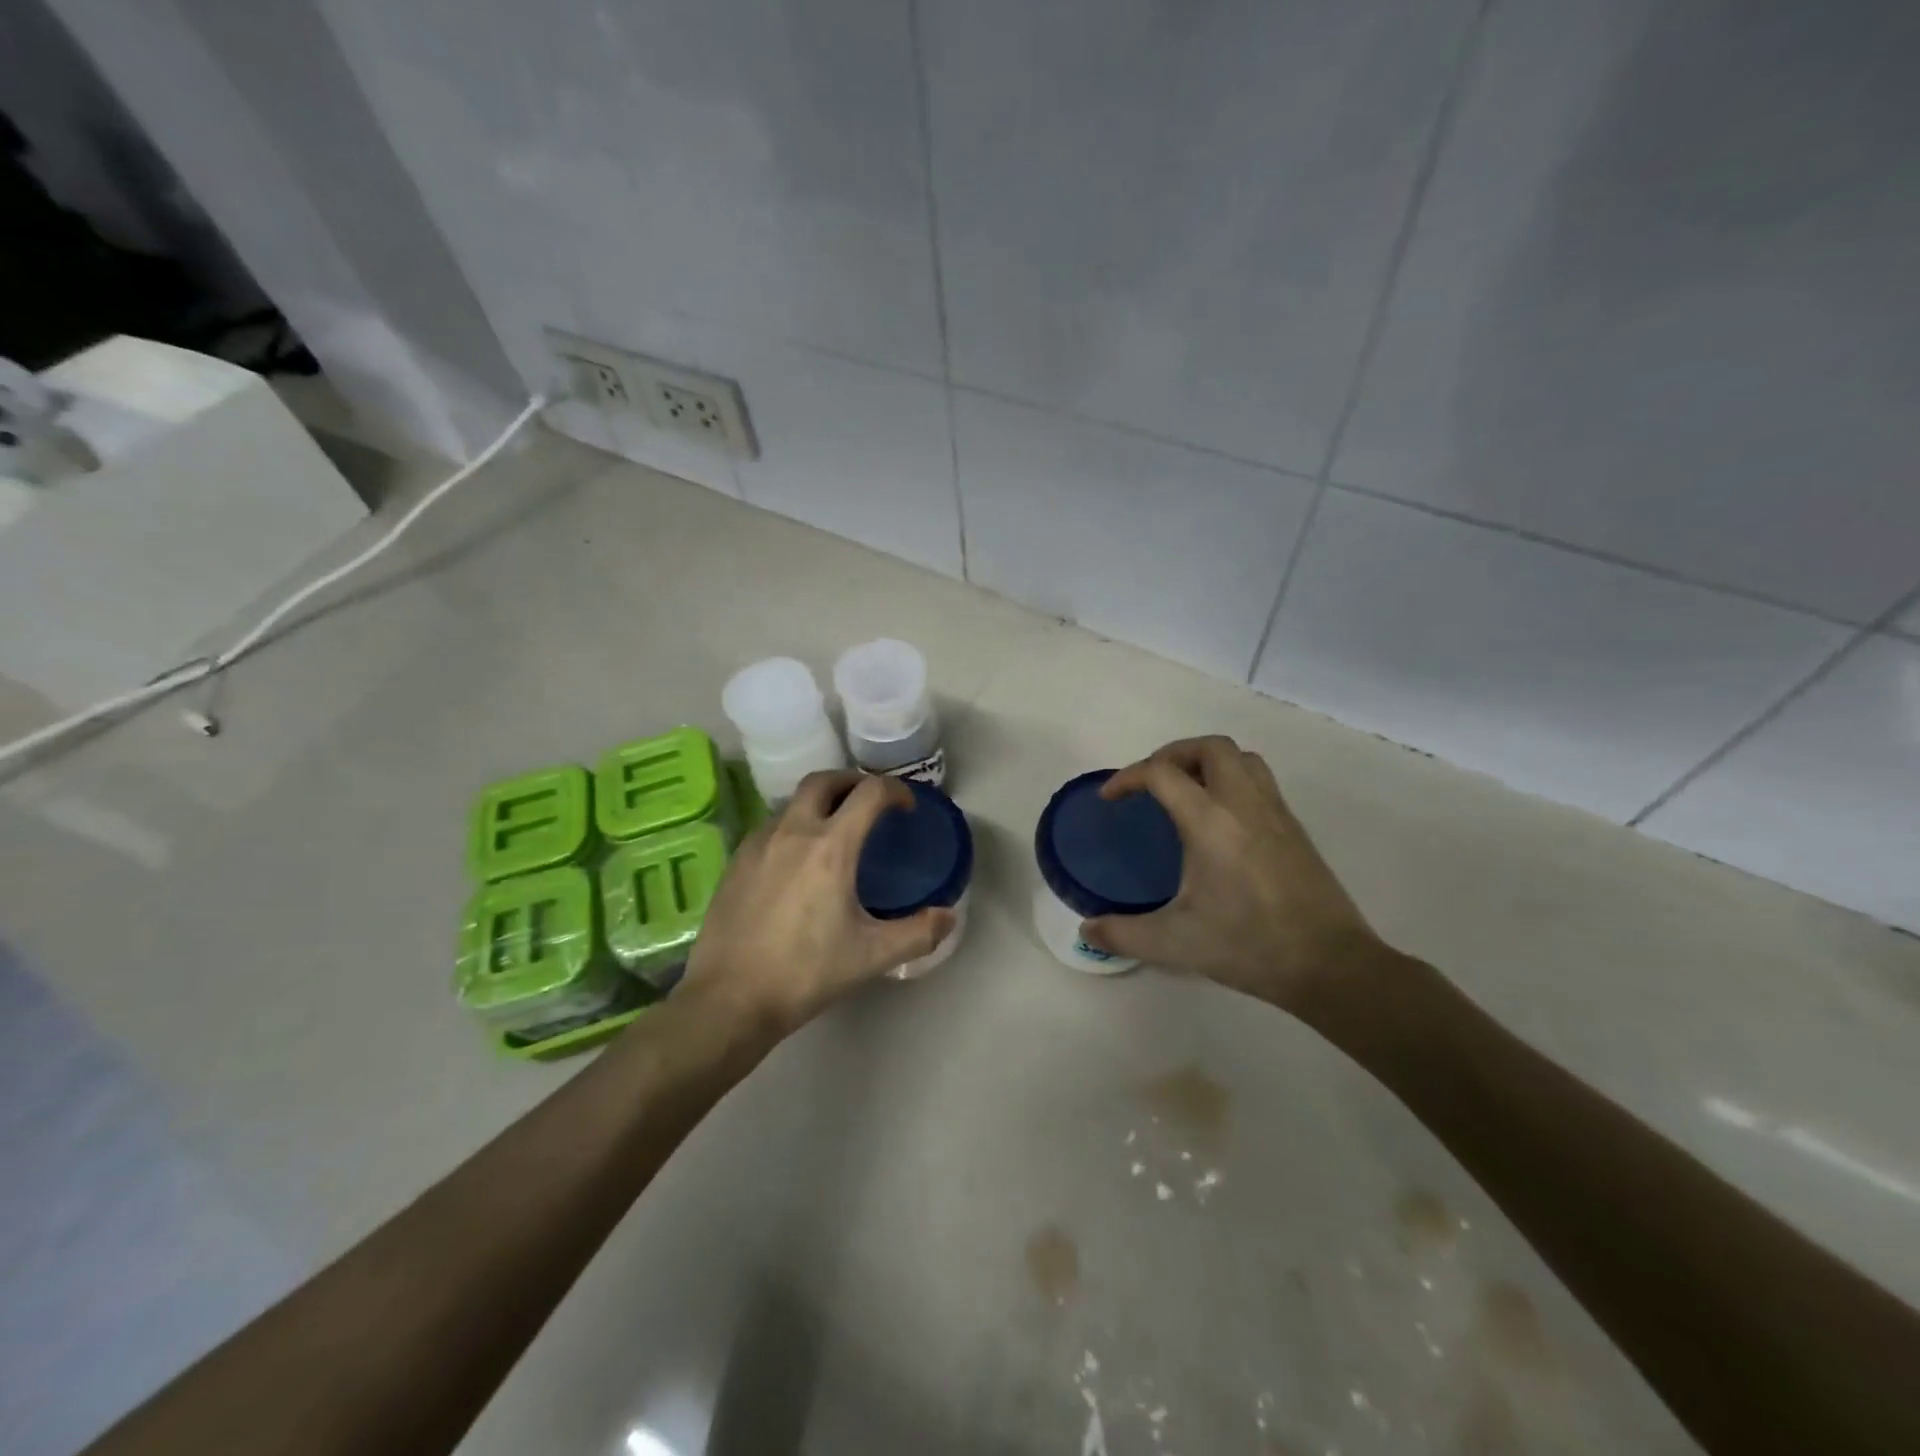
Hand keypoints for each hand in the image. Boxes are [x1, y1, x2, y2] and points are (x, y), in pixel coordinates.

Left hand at [681, 771, 955, 1030]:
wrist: (729, 999)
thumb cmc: (805, 973)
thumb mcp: (872, 956)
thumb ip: (917, 933)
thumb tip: (948, 916)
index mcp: (831, 847)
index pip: (869, 793)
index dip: (895, 790)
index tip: (906, 807)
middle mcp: (792, 832)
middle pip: (824, 780)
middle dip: (852, 782)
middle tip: (869, 805)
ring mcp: (758, 844)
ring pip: (793, 802)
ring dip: (820, 803)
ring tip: (835, 832)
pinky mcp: (735, 862)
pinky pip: (771, 826)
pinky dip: (794, 826)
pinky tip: (798, 862)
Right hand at [1080, 736, 1388, 1011]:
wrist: (1330, 964)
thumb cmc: (1249, 946)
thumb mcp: (1175, 944)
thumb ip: (1123, 933)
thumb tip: (1087, 930)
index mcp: (1210, 823)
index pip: (1162, 773)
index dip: (1127, 777)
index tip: (1110, 799)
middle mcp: (1244, 804)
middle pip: (1209, 747)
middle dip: (1172, 754)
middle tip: (1151, 783)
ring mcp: (1275, 812)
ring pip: (1241, 757)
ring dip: (1207, 761)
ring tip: (1185, 790)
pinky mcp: (1294, 828)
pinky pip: (1260, 780)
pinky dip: (1232, 779)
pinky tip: (1220, 819)